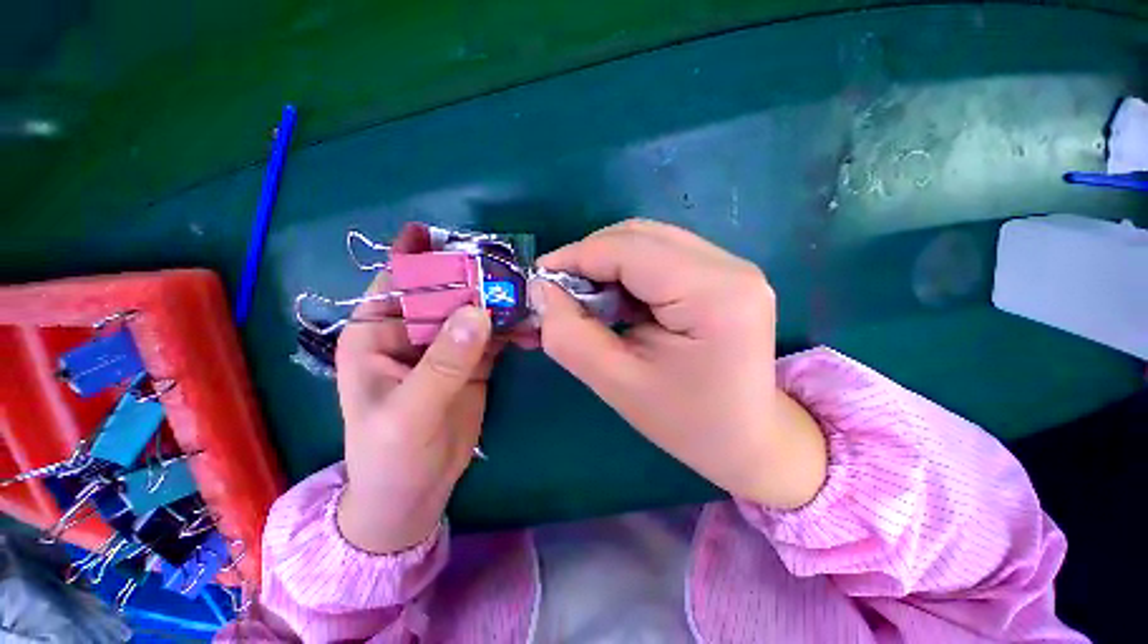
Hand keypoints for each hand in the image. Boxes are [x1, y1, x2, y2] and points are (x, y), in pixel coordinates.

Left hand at [335, 226, 498, 552]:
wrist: (415, 493)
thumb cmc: (391, 455)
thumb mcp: (410, 411)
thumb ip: (444, 362)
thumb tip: (479, 312)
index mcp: (378, 333)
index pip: (399, 282)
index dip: (421, 257)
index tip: (453, 239)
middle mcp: (413, 332)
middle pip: (447, 292)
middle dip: (476, 279)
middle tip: (510, 269)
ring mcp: (446, 345)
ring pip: (475, 311)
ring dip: (500, 304)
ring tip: (528, 295)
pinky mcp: (472, 360)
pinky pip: (494, 335)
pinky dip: (513, 329)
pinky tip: (532, 326)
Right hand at [531, 220, 825, 508]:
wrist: (750, 440)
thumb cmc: (687, 423)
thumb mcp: (618, 384)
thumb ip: (570, 335)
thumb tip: (541, 290)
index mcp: (713, 294)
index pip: (629, 249)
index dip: (576, 256)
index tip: (539, 277)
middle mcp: (730, 267)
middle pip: (640, 236)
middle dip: (590, 257)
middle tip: (561, 292)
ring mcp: (732, 267)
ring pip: (648, 241)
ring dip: (608, 263)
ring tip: (587, 299)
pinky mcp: (724, 275)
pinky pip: (662, 255)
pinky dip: (628, 271)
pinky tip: (618, 300)